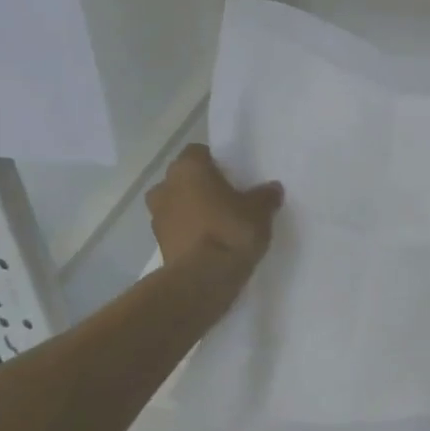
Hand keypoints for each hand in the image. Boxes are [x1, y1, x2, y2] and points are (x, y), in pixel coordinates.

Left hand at [145, 145, 283, 268]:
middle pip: (183, 178)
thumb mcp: (260, 210)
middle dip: (200, 186)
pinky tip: (211, 243)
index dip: (214, 161)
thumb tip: (272, 188)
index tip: (232, 175)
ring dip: (192, 210)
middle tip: (226, 198)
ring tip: (219, 223)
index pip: (198, 152)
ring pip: (176, 204)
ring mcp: (157, 217)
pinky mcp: (159, 244)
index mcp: (188, 168)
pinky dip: (189, 232)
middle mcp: (165, 186)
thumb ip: (265, 195)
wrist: (203, 278)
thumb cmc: (231, 230)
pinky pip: (177, 229)